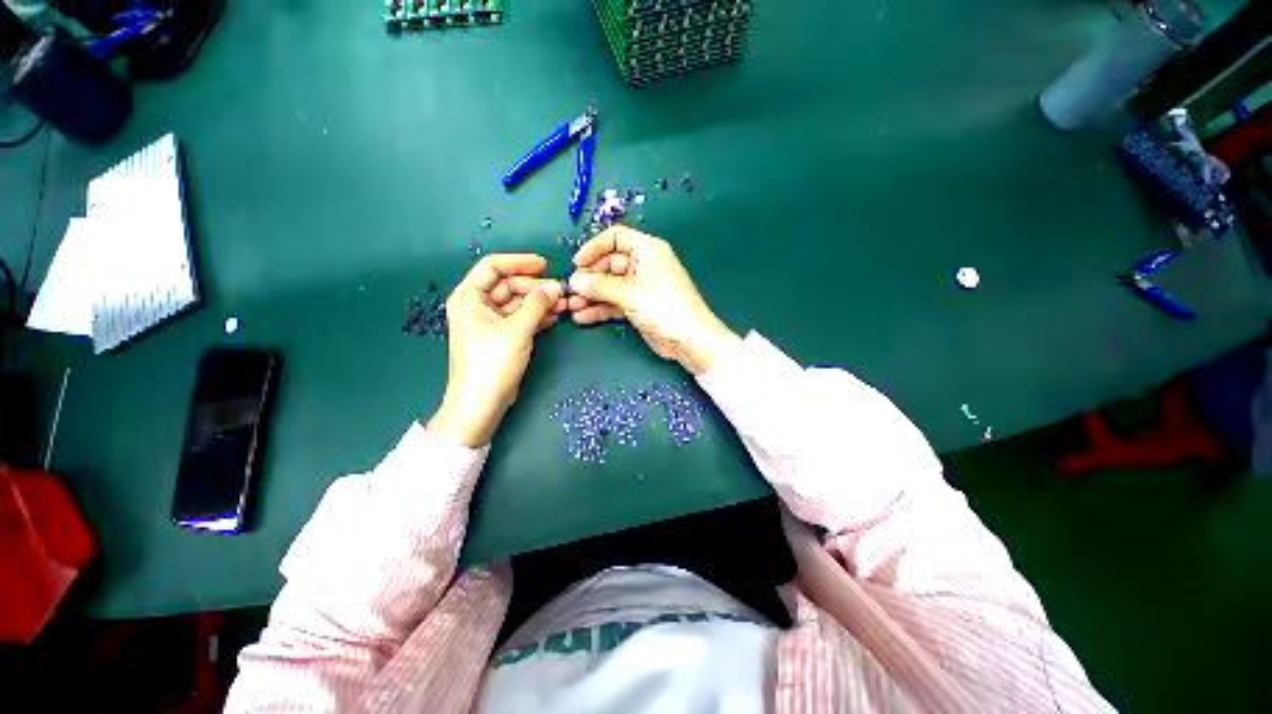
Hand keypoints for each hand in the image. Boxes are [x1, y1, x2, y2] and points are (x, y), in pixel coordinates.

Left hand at [427, 254, 565, 446]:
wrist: (482, 403)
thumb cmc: (491, 363)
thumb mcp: (516, 330)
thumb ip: (537, 305)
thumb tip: (555, 286)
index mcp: (469, 297)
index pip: (493, 266)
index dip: (519, 262)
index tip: (545, 264)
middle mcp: (478, 305)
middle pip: (510, 285)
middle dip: (536, 287)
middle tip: (561, 292)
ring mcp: (492, 322)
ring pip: (519, 302)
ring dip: (540, 302)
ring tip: (563, 304)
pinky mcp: (504, 337)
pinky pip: (522, 318)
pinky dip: (538, 316)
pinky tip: (555, 316)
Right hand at [568, 226, 739, 374]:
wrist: (689, 340)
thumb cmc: (663, 307)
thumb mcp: (630, 293)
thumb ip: (600, 285)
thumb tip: (574, 280)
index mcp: (648, 250)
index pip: (616, 237)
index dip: (594, 247)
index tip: (577, 263)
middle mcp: (644, 265)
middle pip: (609, 264)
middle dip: (590, 277)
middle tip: (571, 291)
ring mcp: (641, 288)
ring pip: (610, 286)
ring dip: (591, 296)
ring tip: (572, 307)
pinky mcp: (638, 307)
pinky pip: (615, 303)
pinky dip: (600, 309)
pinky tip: (583, 318)